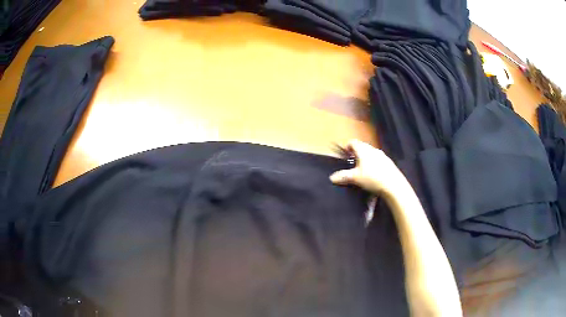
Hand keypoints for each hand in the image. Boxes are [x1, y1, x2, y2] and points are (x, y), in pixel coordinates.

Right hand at [330, 140, 408, 195]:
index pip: (353, 142)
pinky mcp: (389, 162)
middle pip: (362, 147)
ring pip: (370, 153)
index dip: (347, 147)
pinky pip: (378, 159)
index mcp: (363, 150)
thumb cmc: (372, 178)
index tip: (345, 155)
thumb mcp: (355, 178)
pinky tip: (374, 175)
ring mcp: (382, 155)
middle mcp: (372, 149)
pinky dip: (373, 164)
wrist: (393, 185)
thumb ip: (343, 176)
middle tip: (352, 164)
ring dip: (365, 159)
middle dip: (356, 154)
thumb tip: (332, 177)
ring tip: (362, 171)